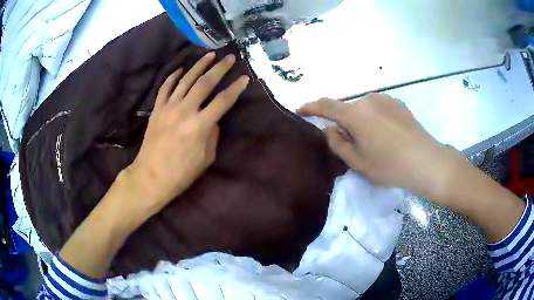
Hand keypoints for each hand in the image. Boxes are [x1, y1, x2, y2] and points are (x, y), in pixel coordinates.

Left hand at [126, 52, 249, 215]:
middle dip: (220, 68)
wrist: (151, 177)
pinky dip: (173, 77)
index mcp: (200, 125)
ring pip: (186, 80)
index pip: (223, 100)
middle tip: (229, 57)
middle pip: (205, 83)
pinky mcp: (157, 109)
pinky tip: (180, 69)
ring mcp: (168, 108)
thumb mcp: (206, 158)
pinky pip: (165, 88)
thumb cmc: (181, 173)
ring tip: (209, 55)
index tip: (245, 78)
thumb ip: (213, 135)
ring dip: (199, 66)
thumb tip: (213, 119)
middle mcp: (185, 111)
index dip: (236, 88)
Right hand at [298, 93, 462, 200]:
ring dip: (360, 121)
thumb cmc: (390, 166)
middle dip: (343, 123)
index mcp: (355, 114)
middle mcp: (368, 100)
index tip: (301, 110)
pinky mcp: (397, 102)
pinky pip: (377, 107)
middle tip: (352, 144)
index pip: (325, 105)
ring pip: (363, 108)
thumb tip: (329, 128)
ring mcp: (384, 99)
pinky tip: (387, 134)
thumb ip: (338, 143)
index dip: (311, 107)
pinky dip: (374, 118)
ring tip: (374, 141)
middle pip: (347, 109)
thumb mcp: (358, 163)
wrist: (426, 161)